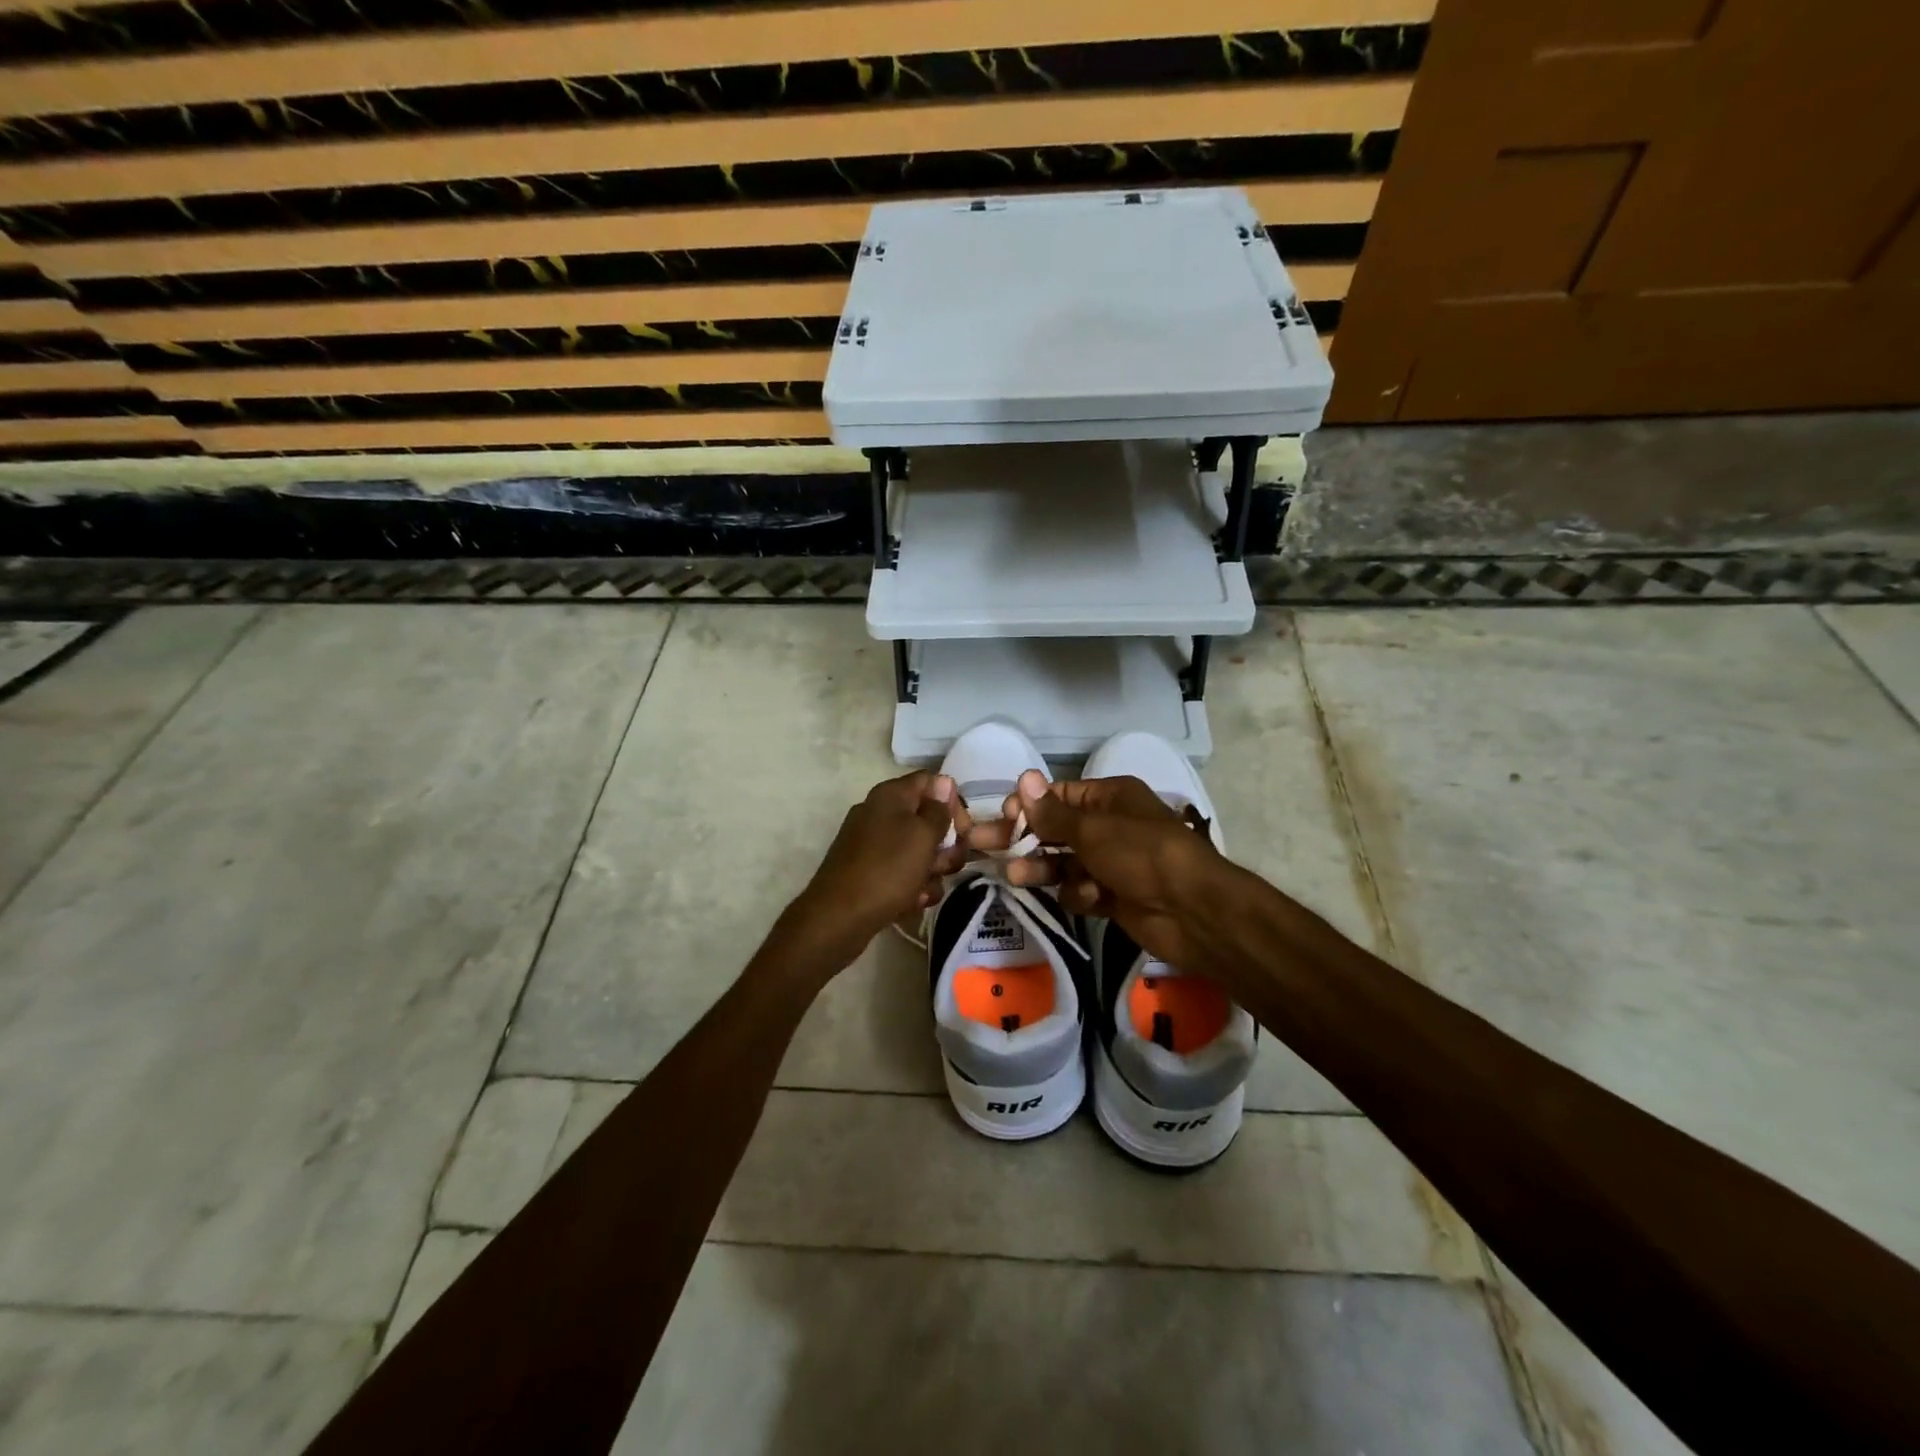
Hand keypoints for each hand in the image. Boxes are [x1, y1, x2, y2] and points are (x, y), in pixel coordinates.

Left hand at [777, 772, 970, 971]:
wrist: (838, 918)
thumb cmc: (887, 869)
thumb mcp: (922, 836)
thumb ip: (938, 810)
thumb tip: (944, 782)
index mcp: (891, 795)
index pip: (932, 783)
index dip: (952, 803)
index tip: (964, 830)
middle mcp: (880, 813)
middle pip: (927, 819)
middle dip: (945, 844)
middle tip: (948, 865)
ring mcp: (873, 844)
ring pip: (918, 850)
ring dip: (931, 870)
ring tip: (925, 889)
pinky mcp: (870, 872)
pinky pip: (902, 872)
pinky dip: (912, 886)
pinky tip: (912, 901)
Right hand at [969, 770, 1232, 972]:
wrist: (1193, 911)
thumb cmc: (1142, 855)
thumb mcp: (1093, 829)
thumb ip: (1052, 813)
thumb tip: (1023, 779)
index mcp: (1109, 797)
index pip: (1058, 796)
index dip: (1028, 806)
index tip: (1001, 817)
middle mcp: (1109, 825)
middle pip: (1054, 829)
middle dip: (1022, 838)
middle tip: (981, 845)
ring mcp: (1111, 862)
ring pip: (1063, 862)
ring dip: (1042, 868)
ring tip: (1016, 877)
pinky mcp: (1113, 895)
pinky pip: (1081, 889)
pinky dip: (1079, 894)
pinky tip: (1087, 898)